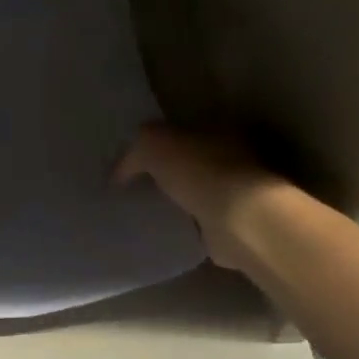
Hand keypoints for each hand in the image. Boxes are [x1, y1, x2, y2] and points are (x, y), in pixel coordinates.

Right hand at [113, 125, 287, 273]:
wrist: (239, 220)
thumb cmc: (199, 171)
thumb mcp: (152, 145)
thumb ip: (134, 153)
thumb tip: (119, 174)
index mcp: (219, 129)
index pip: (183, 129)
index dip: (157, 141)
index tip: (132, 159)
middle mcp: (233, 156)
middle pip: (191, 160)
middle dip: (166, 171)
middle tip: (134, 185)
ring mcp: (237, 192)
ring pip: (196, 190)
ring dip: (177, 198)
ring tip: (144, 209)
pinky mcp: (234, 224)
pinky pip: (200, 220)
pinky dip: (185, 223)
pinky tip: (163, 229)